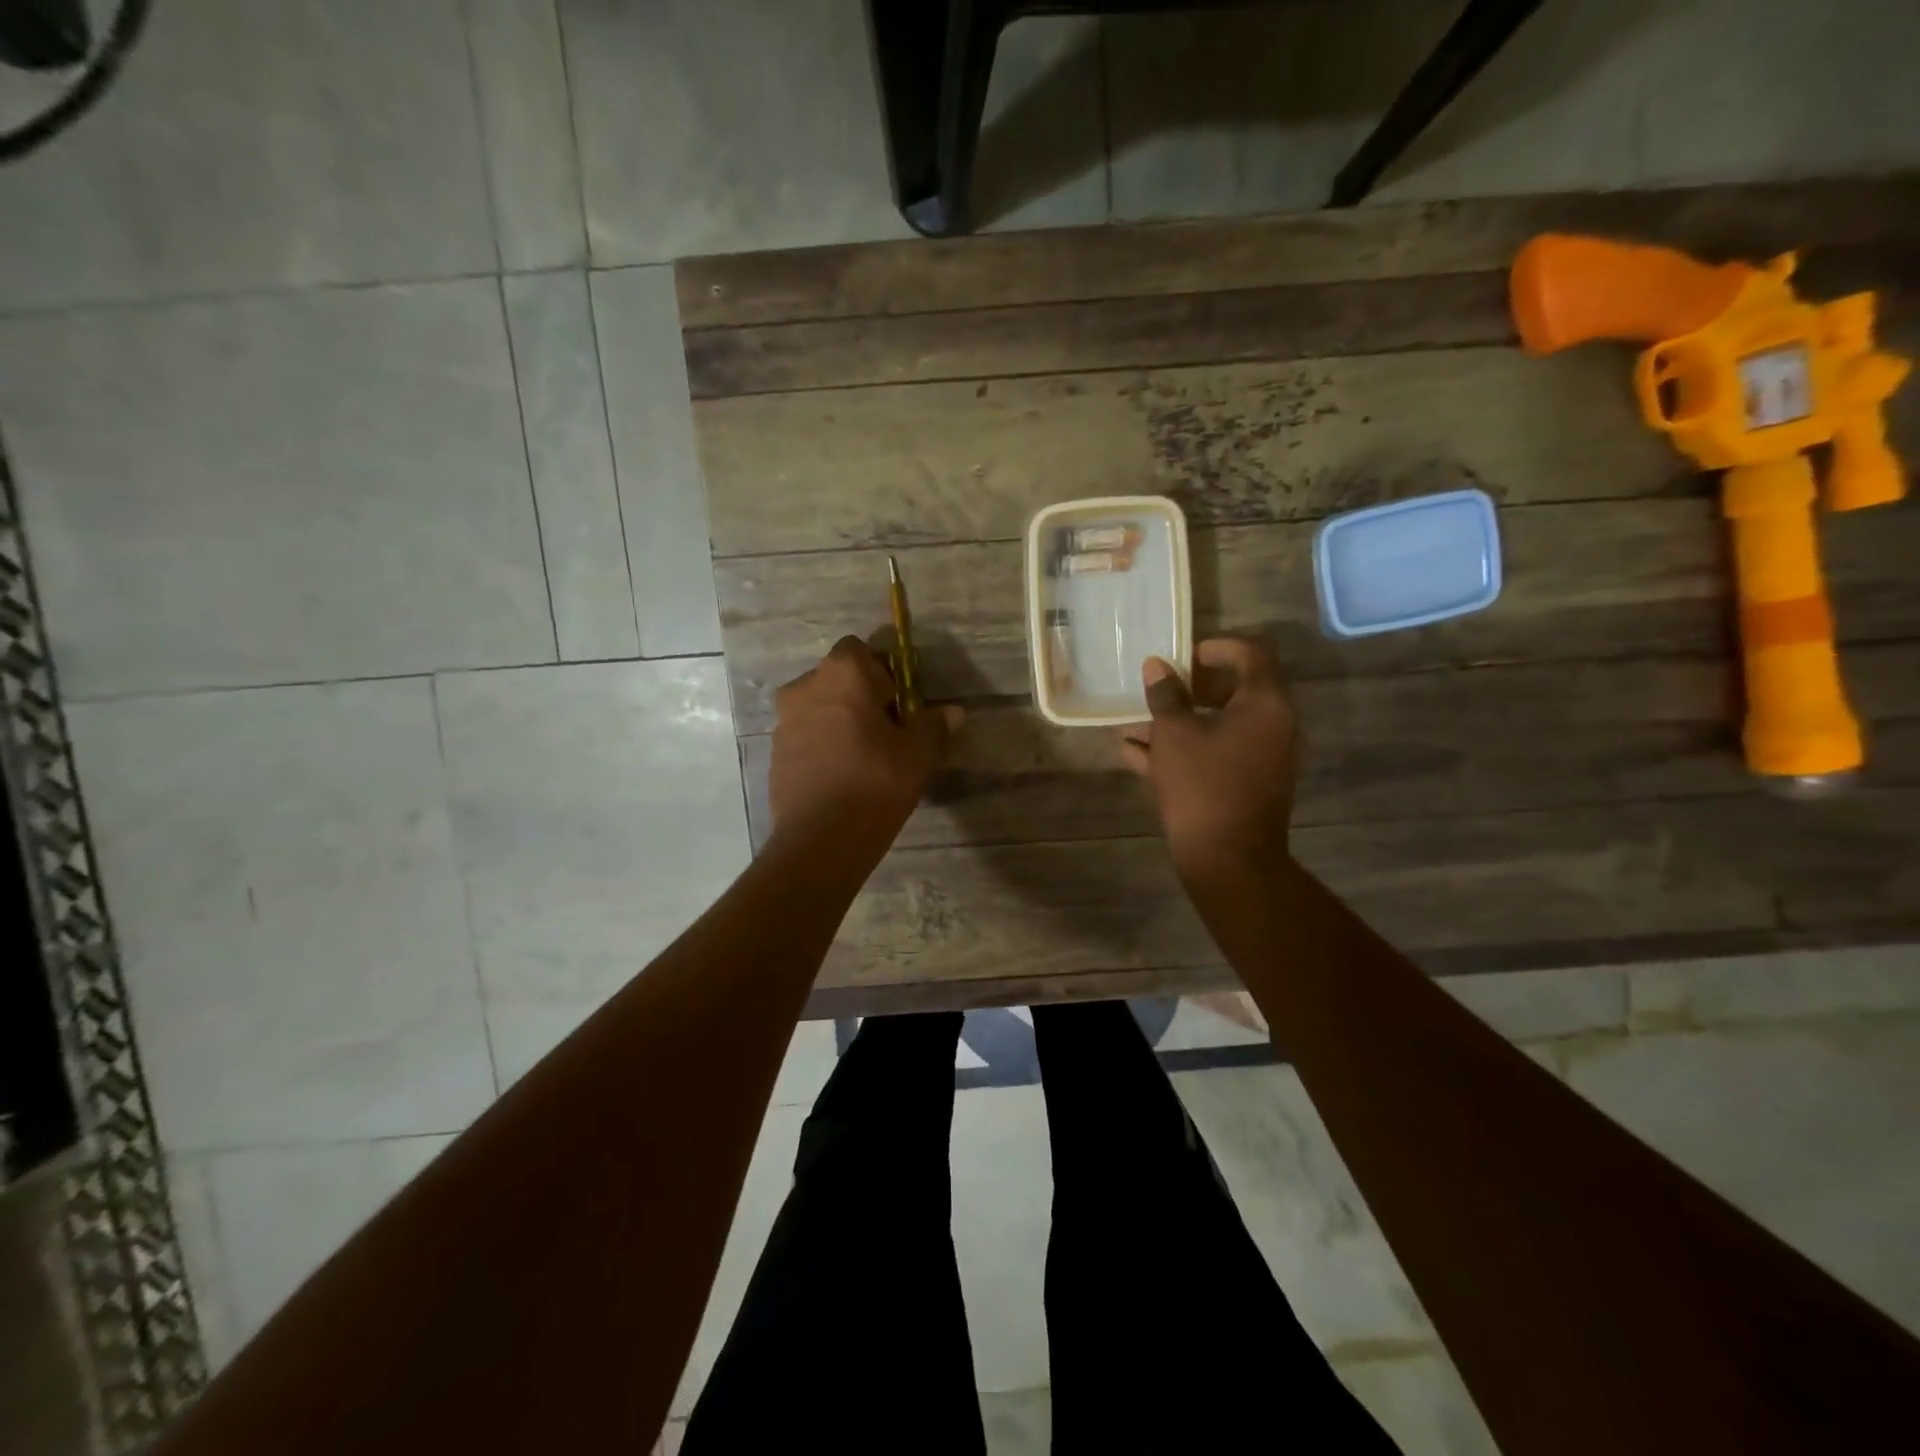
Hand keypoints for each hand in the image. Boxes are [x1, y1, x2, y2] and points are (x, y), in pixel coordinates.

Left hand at [769, 637, 961, 845]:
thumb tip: (953, 712)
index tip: (900, 704)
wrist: (820, 839)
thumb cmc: (875, 782)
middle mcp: (805, 687)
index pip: (861, 650)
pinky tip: (842, 777)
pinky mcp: (775, 753)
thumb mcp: (918, 754)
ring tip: (864, 758)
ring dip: (839, 722)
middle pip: (838, 680)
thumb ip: (934, 726)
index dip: (883, 673)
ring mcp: (784, 721)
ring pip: (820, 709)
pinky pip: (806, 737)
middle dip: (861, 698)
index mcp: (842, 673)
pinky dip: (822, 746)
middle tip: (887, 732)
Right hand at [1120, 637, 1298, 876]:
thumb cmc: (1202, 786)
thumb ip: (1165, 696)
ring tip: (1133, 726)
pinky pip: (1217, 753)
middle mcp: (1274, 725)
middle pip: (1235, 690)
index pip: (1251, 653)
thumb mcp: (1174, 734)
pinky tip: (1136, 755)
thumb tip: (1157, 666)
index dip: (1216, 647)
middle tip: (1160, 690)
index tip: (1183, 656)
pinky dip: (1185, 749)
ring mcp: (1264, 758)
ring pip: (1220, 726)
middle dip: (1190, 689)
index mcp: (1265, 704)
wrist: (1228, 859)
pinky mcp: (1249, 784)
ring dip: (1179, 722)